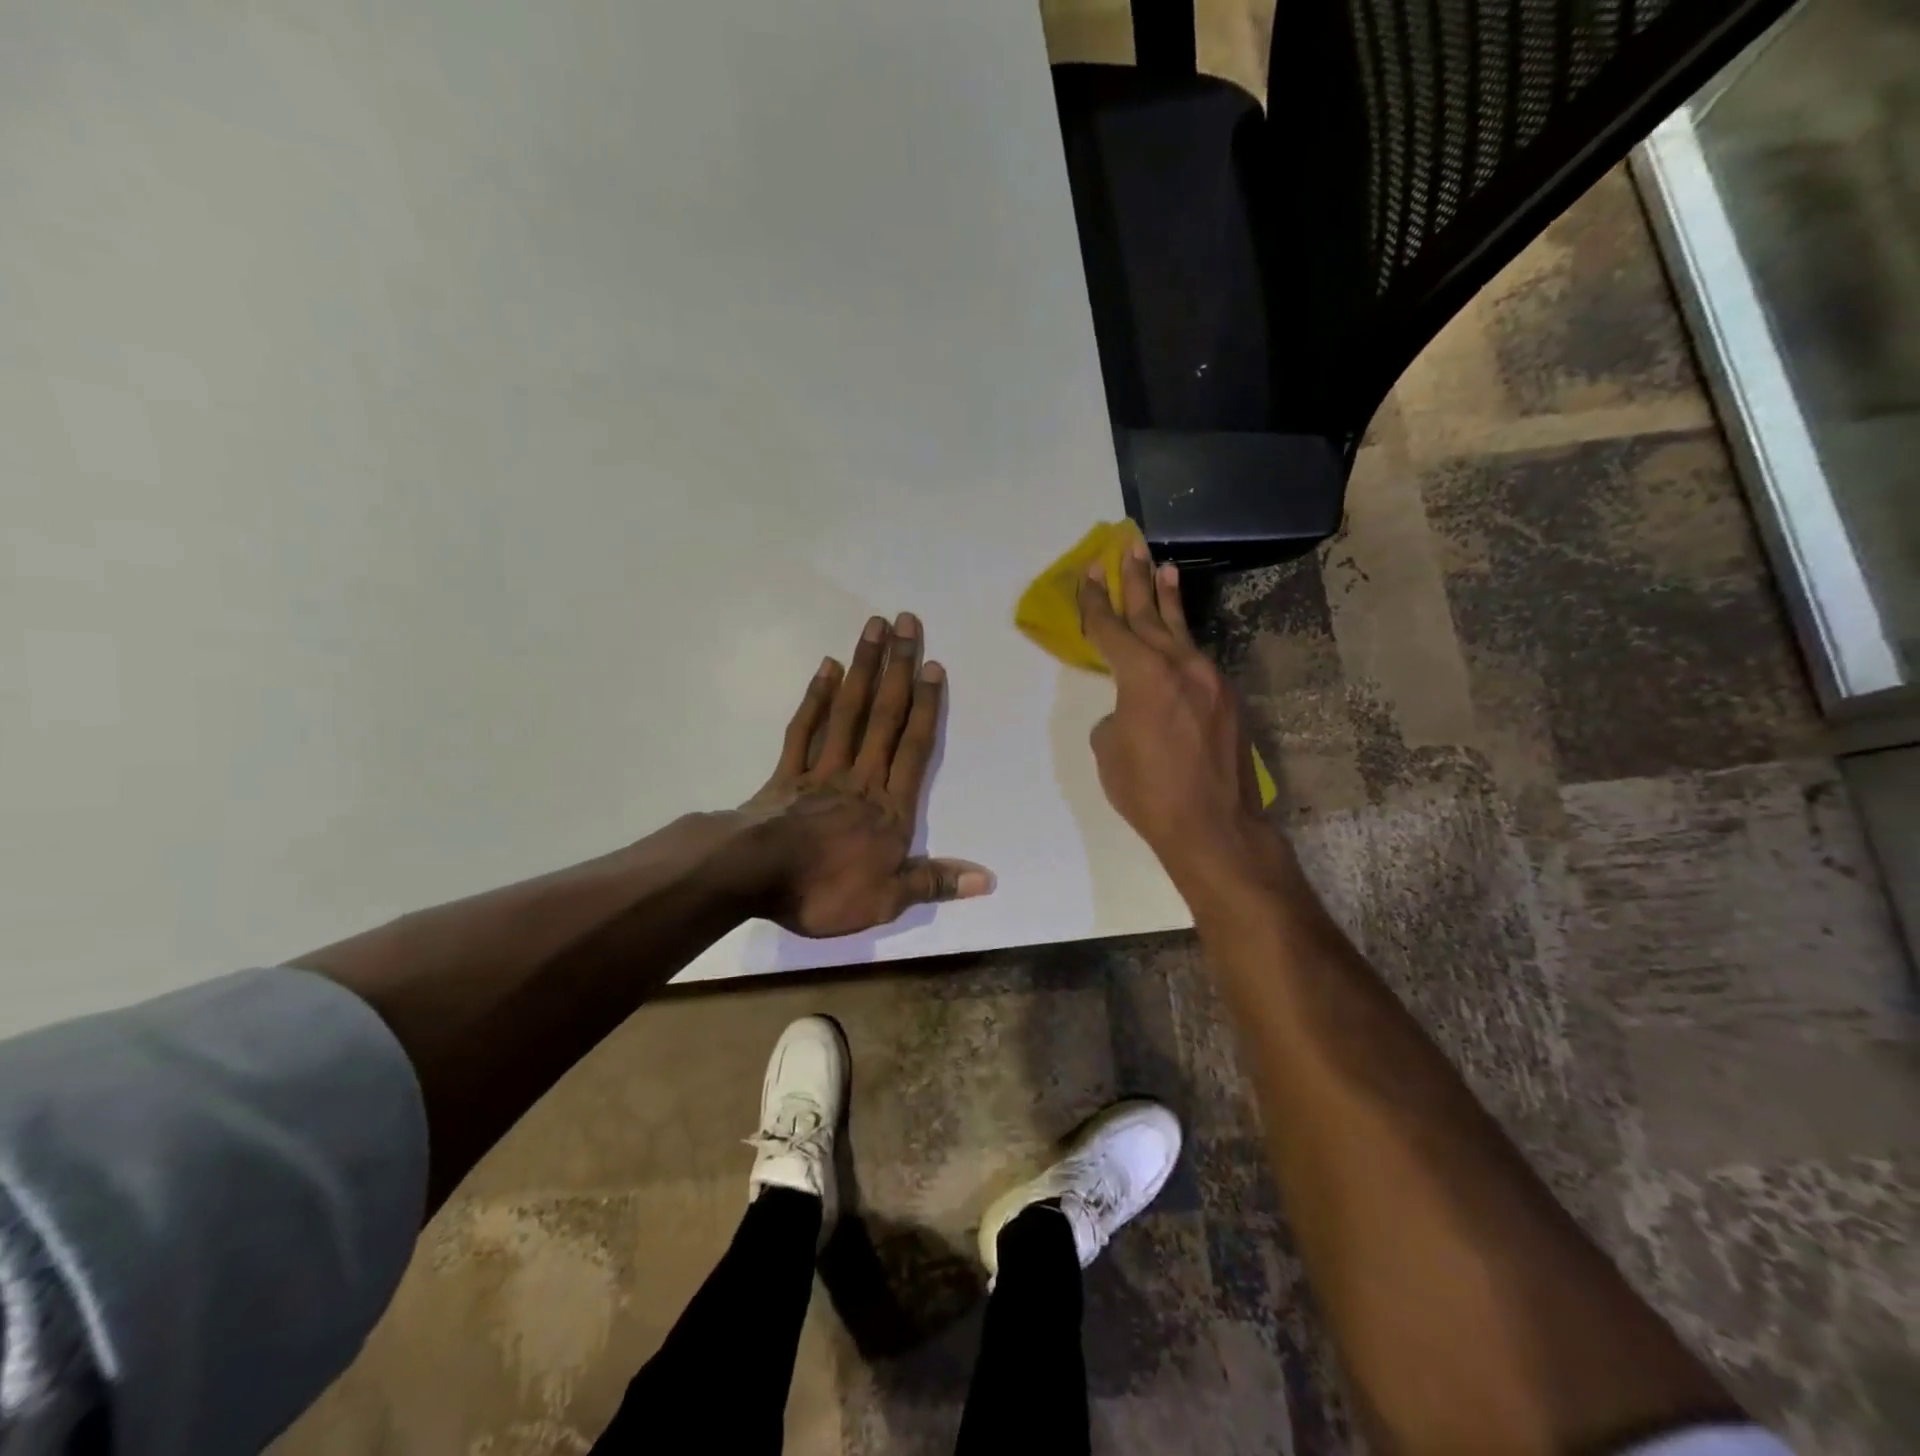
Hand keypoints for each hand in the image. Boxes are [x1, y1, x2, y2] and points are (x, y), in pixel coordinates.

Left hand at [740, 612, 993, 937]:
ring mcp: (821, 770)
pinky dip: (816, 698)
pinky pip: (805, 728)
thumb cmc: (824, 890)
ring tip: (873, 627)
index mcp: (889, 808)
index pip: (915, 748)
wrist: (753, 877)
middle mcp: (861, 778)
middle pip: (885, 716)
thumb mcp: (887, 900)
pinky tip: (827, 668)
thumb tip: (988, 879)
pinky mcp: (787, 774)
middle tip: (906, 622)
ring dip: (863, 668)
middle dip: (898, 668)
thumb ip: (934, 882)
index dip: (927, 707)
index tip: (932, 666)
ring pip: (848, 712)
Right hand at [1079, 542, 1272, 885]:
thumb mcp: (1110, 751)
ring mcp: (1210, 679)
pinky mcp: (1227, 698)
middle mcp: (1179, 665)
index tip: (1087, 572)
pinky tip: (1177, 638)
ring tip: (1164, 567)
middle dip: (1135, 579)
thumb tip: (1130, 709)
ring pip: (1181, 631)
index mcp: (1142, 675)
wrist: (1214, 825)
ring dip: (1168, 600)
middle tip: (1127, 546)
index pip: (1111, 628)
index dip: (1095, 600)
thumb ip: (1116, 715)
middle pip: (1150, 614)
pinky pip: (1197, 659)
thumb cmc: (1148, 792)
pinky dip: (1182, 642)